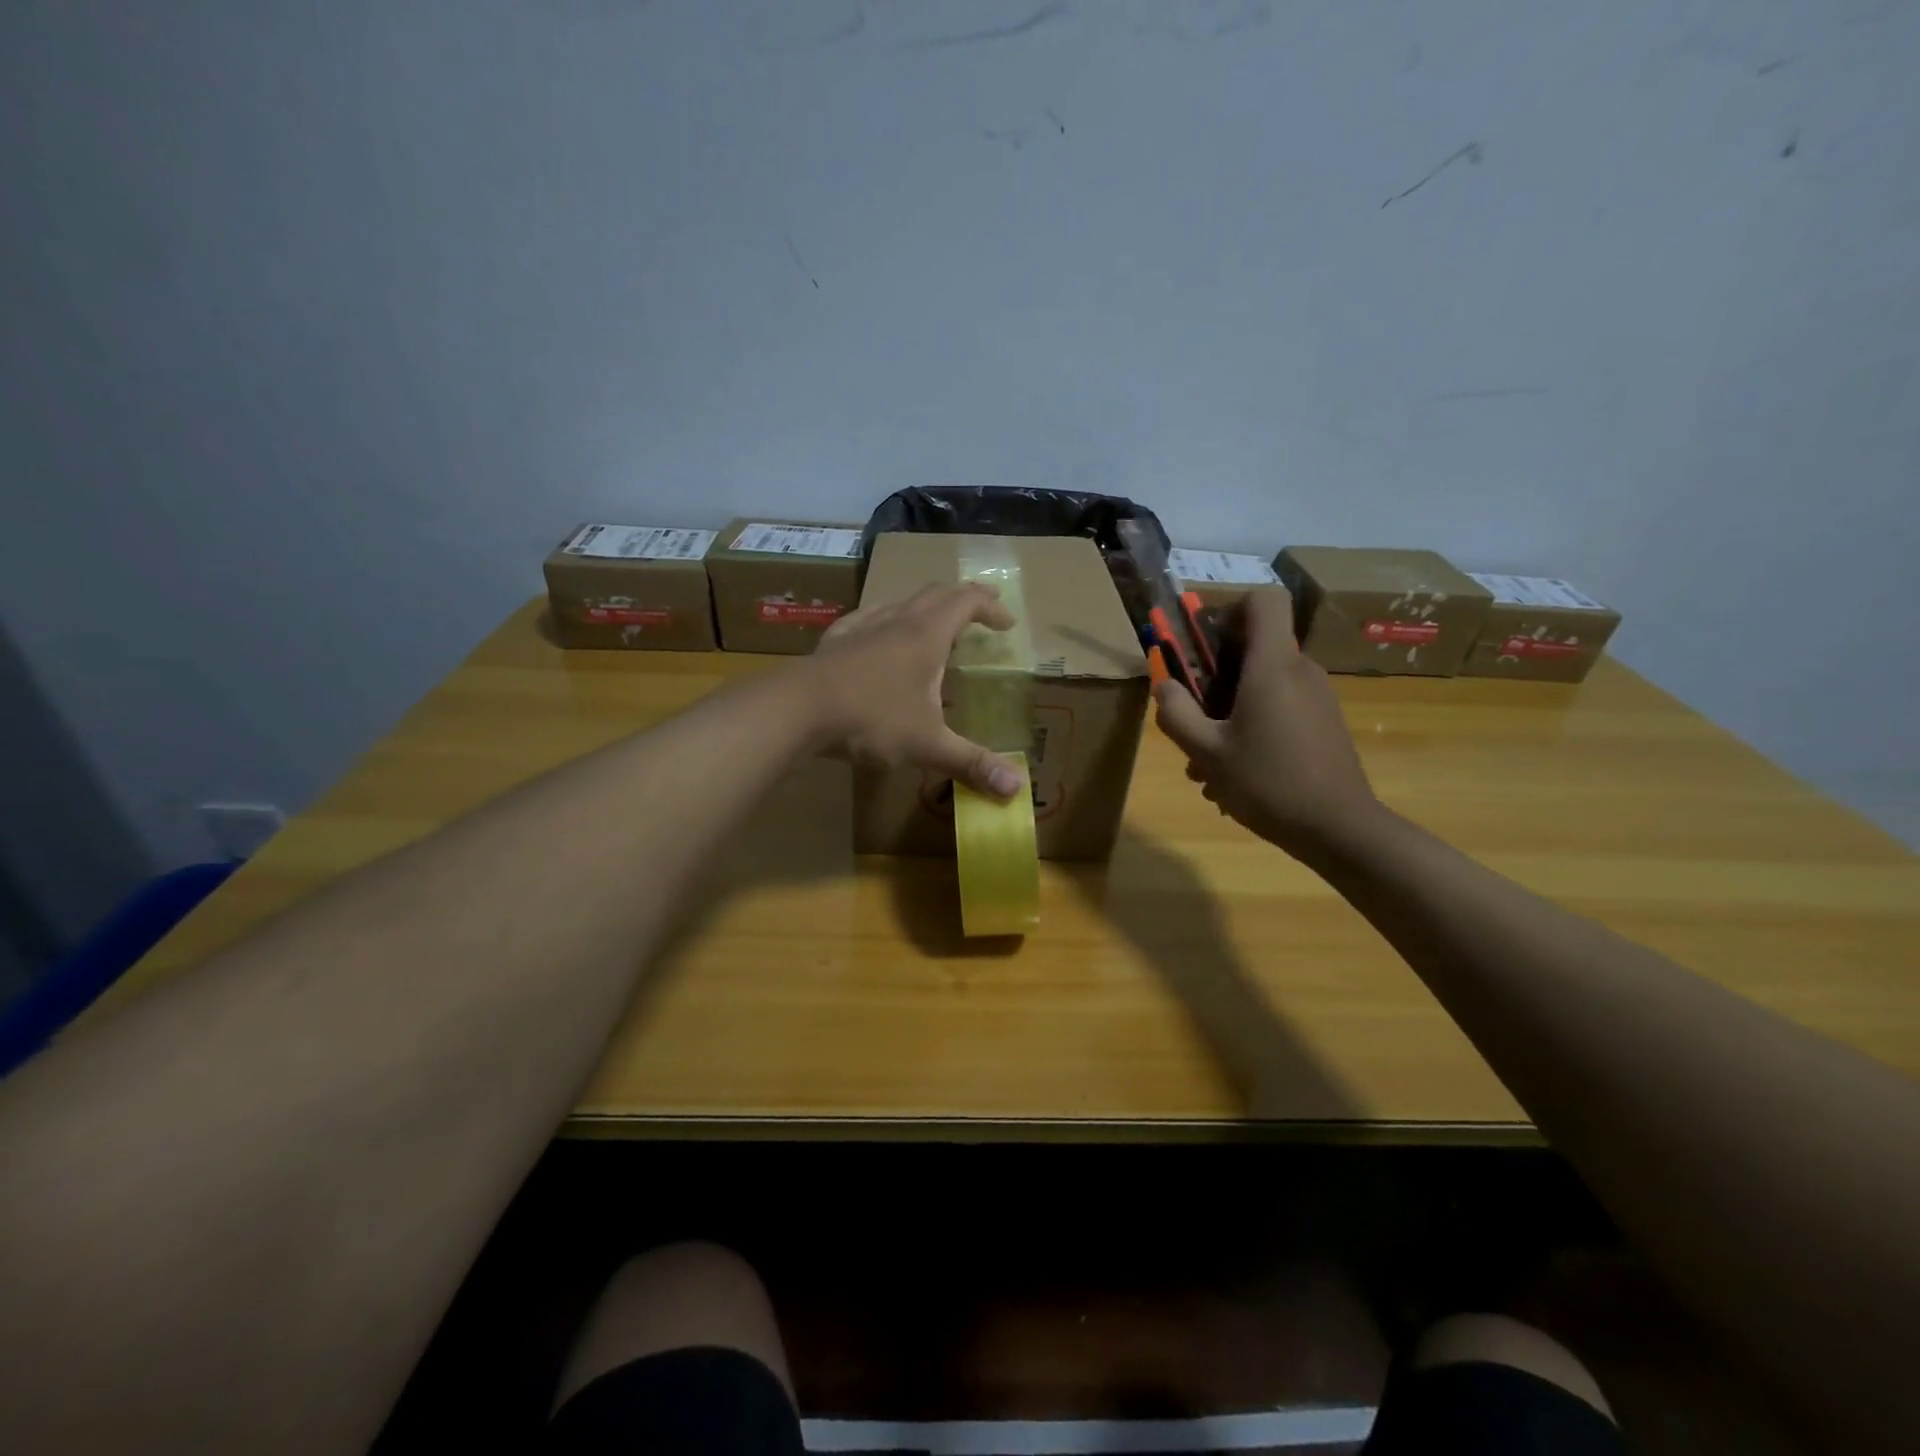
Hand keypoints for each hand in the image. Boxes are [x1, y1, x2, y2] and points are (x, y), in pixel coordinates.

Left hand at [805, 583, 1024, 798]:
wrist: (797, 709)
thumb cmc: (870, 719)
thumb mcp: (927, 745)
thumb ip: (971, 763)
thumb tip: (1016, 790)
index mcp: (926, 635)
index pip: (967, 602)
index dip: (991, 607)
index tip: (1007, 622)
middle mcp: (897, 620)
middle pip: (936, 593)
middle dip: (963, 597)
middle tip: (982, 609)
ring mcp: (862, 626)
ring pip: (901, 601)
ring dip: (925, 607)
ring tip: (935, 626)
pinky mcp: (835, 640)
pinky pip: (868, 616)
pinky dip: (887, 619)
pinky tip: (879, 636)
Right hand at [1153, 589, 1381, 855]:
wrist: (1339, 828)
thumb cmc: (1268, 782)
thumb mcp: (1206, 752)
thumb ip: (1177, 714)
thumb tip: (1164, 686)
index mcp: (1272, 666)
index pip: (1264, 601)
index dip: (1231, 609)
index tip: (1205, 645)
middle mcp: (1300, 671)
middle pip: (1255, 648)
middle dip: (1215, 677)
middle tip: (1192, 719)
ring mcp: (1317, 697)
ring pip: (1262, 685)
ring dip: (1229, 713)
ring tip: (1207, 765)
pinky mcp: (1324, 723)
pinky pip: (1280, 708)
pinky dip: (1253, 728)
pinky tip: (1235, 775)